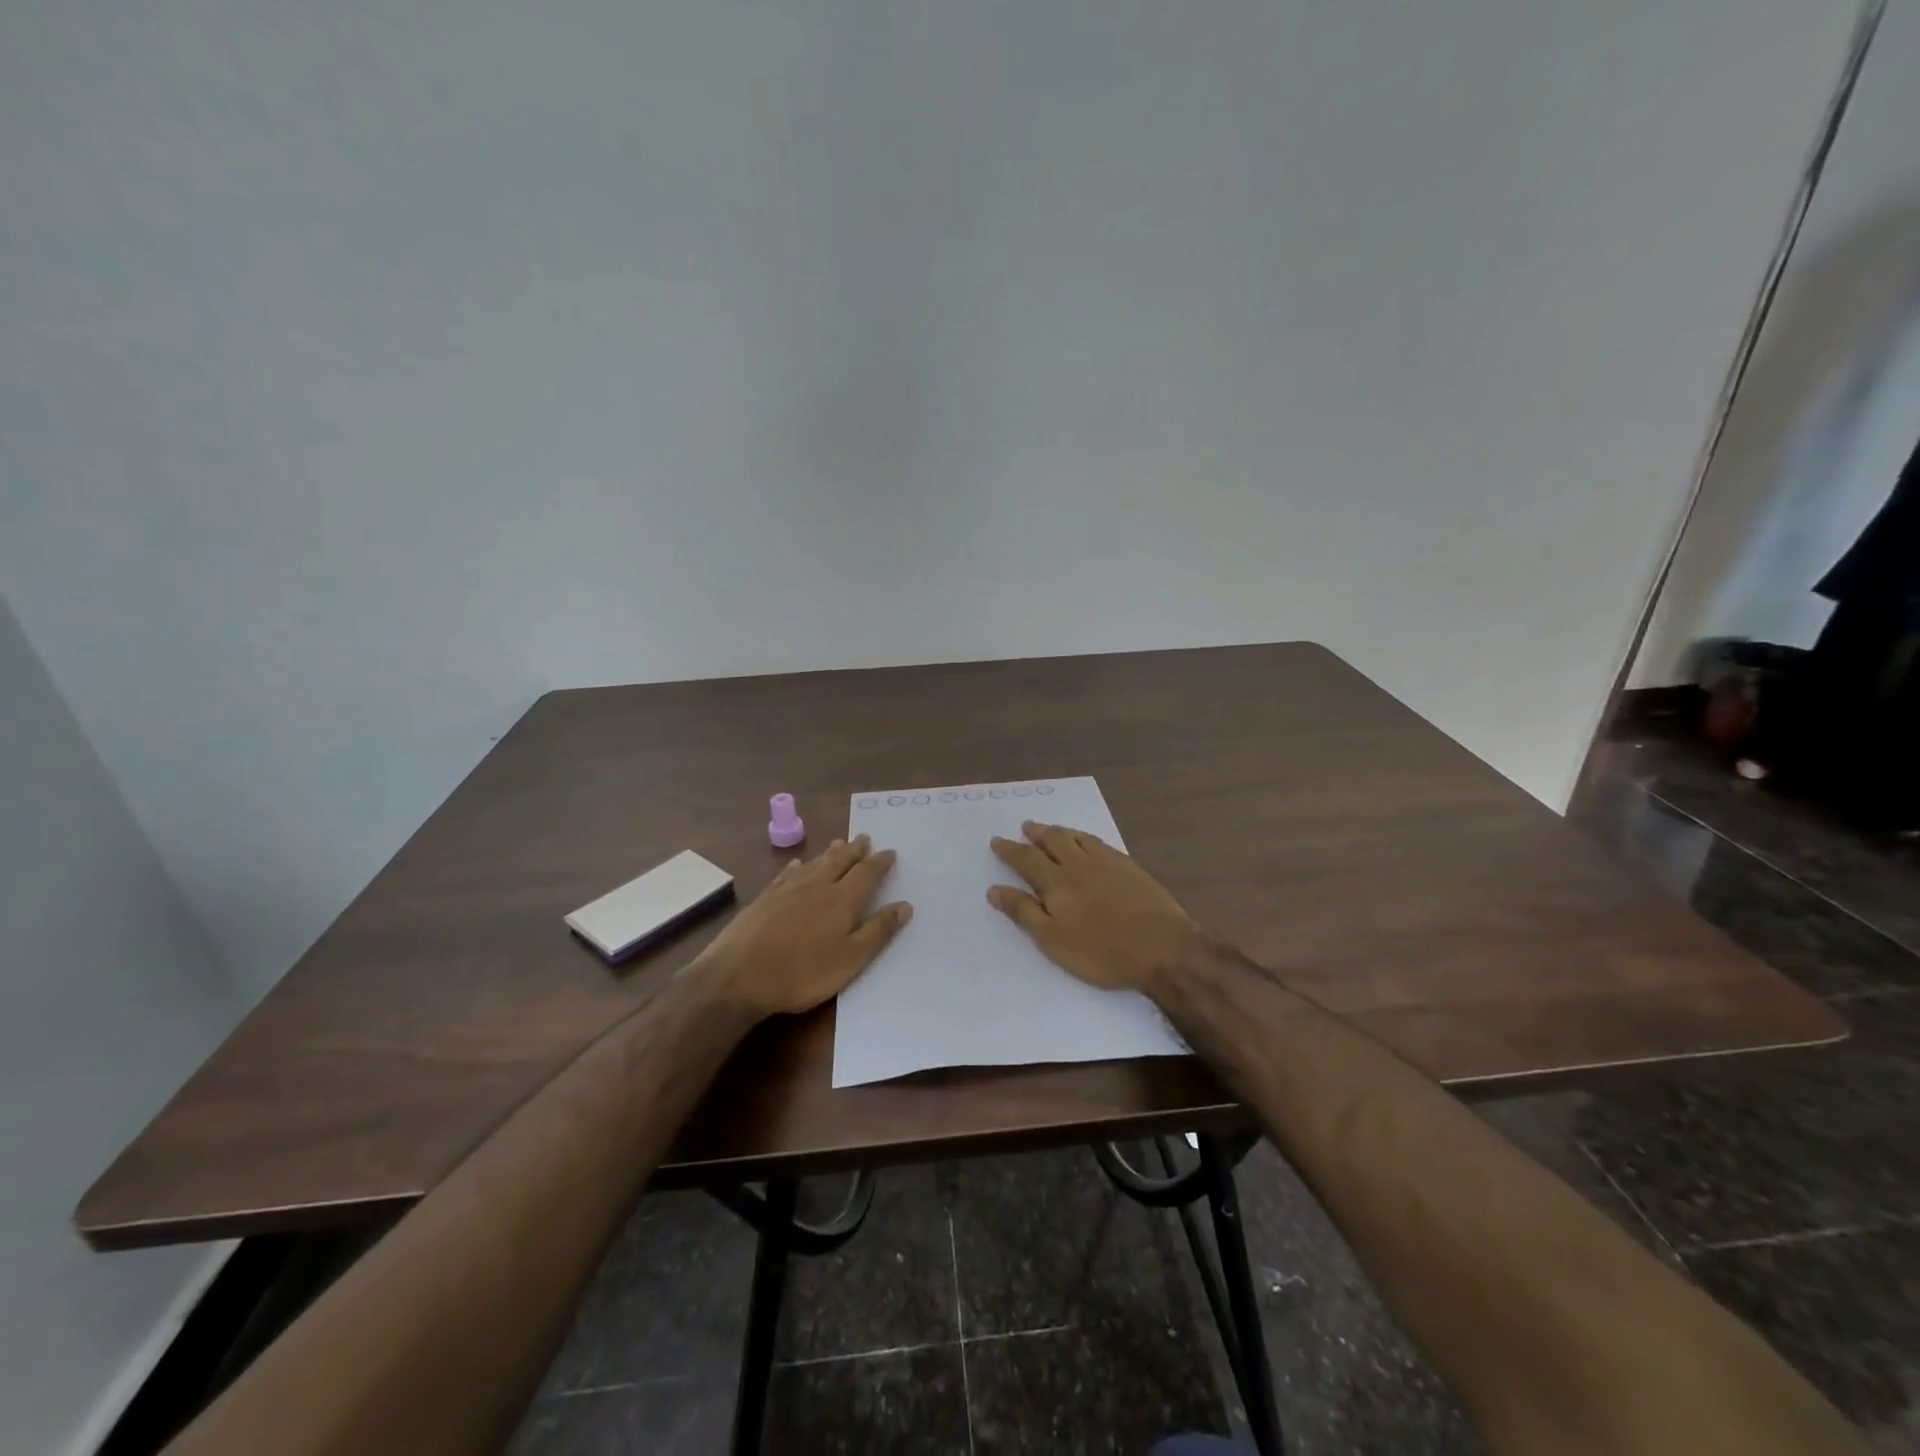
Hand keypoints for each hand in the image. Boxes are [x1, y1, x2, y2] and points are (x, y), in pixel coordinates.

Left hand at [695, 835, 911, 1018]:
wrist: (738, 976)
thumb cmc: (802, 973)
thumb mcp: (850, 959)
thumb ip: (878, 931)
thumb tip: (905, 905)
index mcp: (841, 900)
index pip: (866, 874)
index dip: (880, 862)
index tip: (890, 852)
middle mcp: (816, 886)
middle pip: (840, 861)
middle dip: (855, 850)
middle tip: (864, 837)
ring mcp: (786, 890)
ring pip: (814, 863)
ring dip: (829, 853)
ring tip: (839, 843)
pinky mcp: (763, 898)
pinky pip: (786, 874)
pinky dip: (796, 867)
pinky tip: (796, 865)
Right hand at [988, 821, 1198, 994]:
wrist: (1162, 947)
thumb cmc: (1101, 952)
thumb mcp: (1053, 940)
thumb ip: (1023, 912)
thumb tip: (994, 889)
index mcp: (1056, 883)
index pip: (1026, 860)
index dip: (1009, 850)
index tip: (997, 840)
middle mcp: (1079, 865)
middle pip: (1053, 841)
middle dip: (1036, 833)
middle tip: (1026, 827)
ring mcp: (1107, 863)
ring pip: (1077, 838)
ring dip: (1060, 831)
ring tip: (1051, 829)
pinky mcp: (1130, 867)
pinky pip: (1100, 843)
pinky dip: (1086, 837)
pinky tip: (1088, 842)